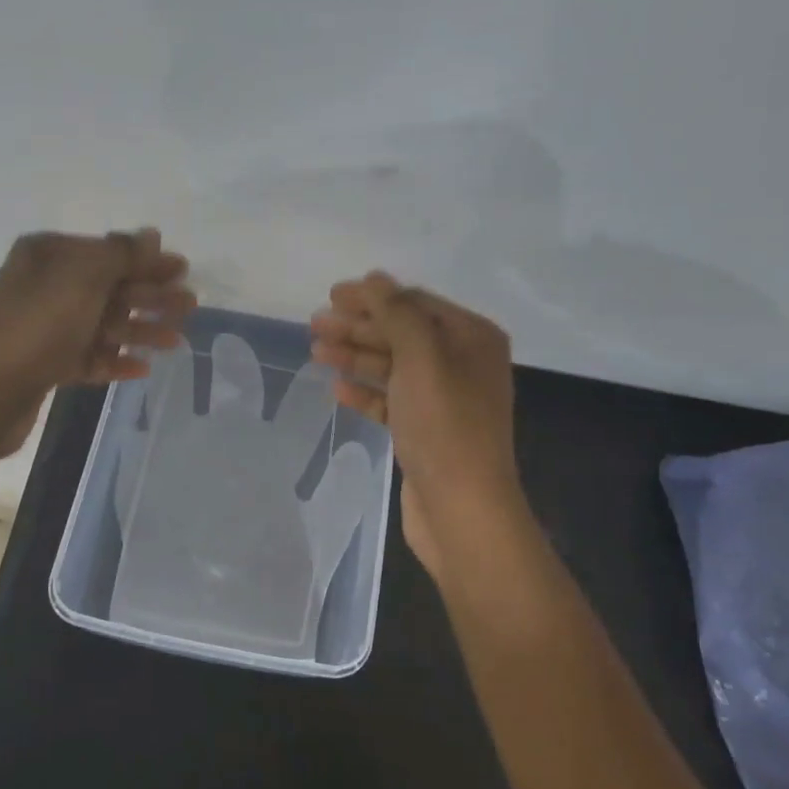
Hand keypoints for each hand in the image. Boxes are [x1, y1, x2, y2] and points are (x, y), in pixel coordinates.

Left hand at [0, 229, 194, 456]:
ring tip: (176, 341)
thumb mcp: (84, 277)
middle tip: (189, 306)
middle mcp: (44, 285)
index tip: (183, 270)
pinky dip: (115, 359)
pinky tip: (143, 367)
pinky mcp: (46, 364)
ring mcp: (44, 327)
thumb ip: (121, 254)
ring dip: (140, 329)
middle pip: (109, 287)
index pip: (106, 251)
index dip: (146, 260)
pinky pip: (89, 356)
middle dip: (150, 296)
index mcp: (47, 255)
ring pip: (103, 323)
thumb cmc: (38, 325)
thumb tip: (151, 233)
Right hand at [311, 273, 523, 579]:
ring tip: (316, 352)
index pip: (416, 303)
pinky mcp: (427, 431)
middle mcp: (463, 364)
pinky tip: (336, 389)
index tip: (331, 295)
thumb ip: (396, 313)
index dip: (373, 297)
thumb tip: (375, 278)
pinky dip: (366, 392)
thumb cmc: (444, 425)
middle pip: (402, 333)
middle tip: (315, 324)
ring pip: (393, 367)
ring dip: (356, 357)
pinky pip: (392, 400)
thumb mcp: (421, 357)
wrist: (462, 509)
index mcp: (473, 338)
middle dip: (359, 327)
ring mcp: (445, 399)